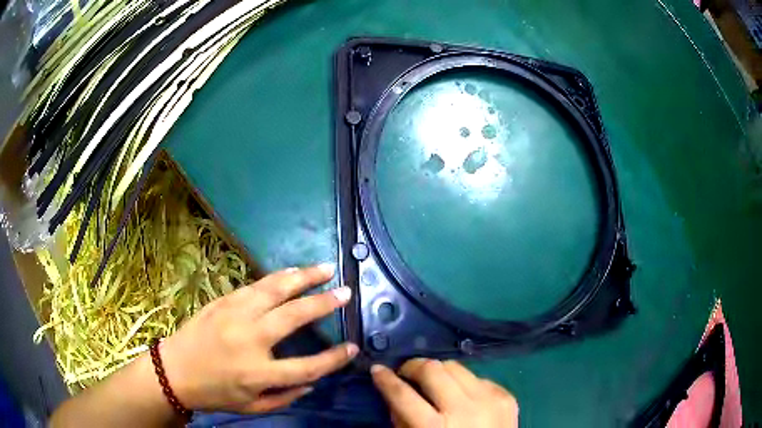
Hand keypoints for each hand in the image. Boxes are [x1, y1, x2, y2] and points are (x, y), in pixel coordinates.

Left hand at [159, 264, 357, 412]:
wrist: (173, 370)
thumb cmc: (214, 393)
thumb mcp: (252, 407)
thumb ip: (286, 397)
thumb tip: (313, 381)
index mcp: (258, 373)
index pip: (308, 367)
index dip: (334, 358)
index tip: (353, 347)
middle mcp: (250, 340)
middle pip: (295, 316)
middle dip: (325, 302)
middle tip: (346, 291)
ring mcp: (234, 315)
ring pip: (275, 290)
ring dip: (303, 277)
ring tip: (325, 268)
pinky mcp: (223, 301)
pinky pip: (255, 285)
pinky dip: (278, 277)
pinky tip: (292, 272)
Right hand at [371, 359, 517, 427]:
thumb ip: (402, 420)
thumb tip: (393, 392)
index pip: (403, 395)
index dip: (386, 379)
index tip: (377, 370)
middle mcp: (465, 410)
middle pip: (433, 370)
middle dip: (413, 366)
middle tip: (405, 372)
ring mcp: (490, 400)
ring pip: (456, 366)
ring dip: (438, 371)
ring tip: (432, 382)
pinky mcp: (505, 396)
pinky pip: (477, 377)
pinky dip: (463, 383)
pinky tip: (461, 396)